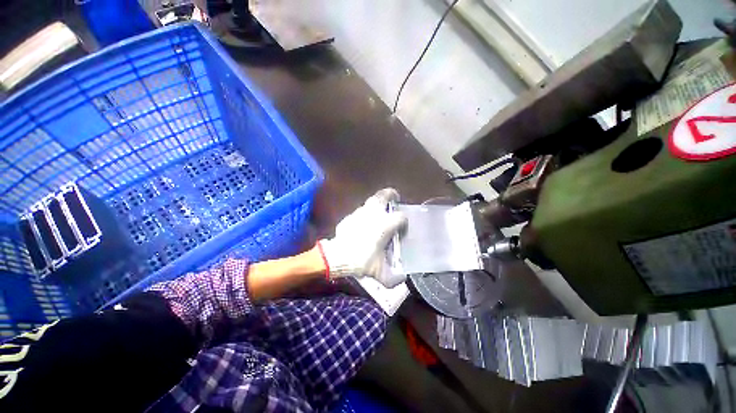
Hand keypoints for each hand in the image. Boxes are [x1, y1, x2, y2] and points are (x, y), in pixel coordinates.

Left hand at [318, 188, 407, 287]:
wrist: (338, 256)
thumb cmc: (362, 260)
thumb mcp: (379, 272)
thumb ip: (393, 278)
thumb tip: (402, 279)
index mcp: (386, 224)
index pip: (401, 217)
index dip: (404, 222)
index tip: (402, 229)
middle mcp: (375, 213)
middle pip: (385, 195)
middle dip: (391, 194)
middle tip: (394, 198)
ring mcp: (361, 212)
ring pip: (371, 201)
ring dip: (377, 204)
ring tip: (379, 211)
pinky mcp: (350, 216)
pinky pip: (360, 211)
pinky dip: (364, 214)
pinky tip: (363, 222)